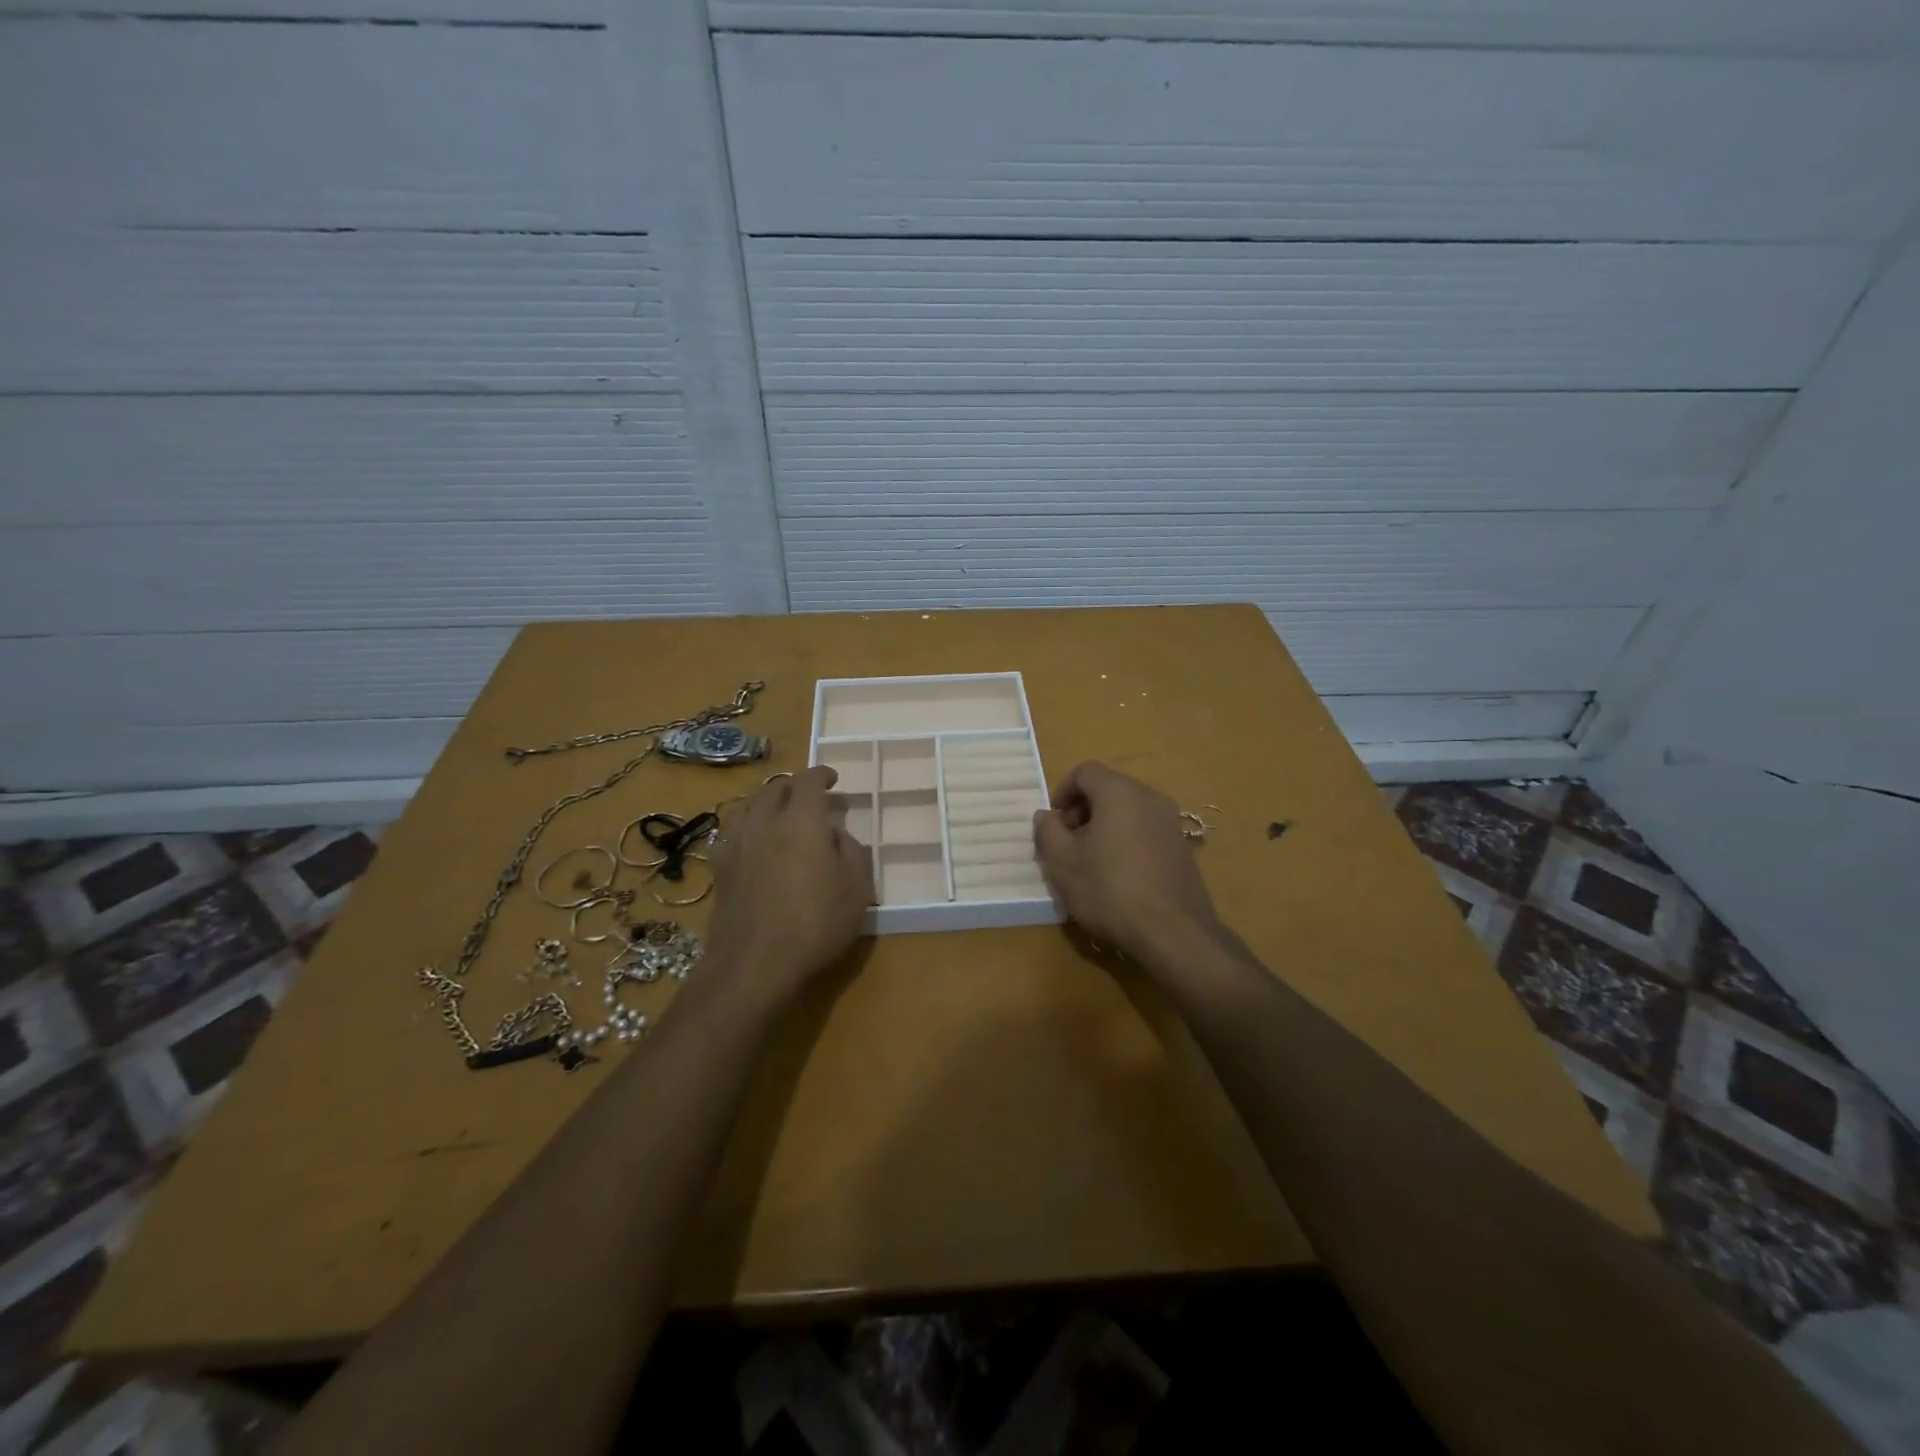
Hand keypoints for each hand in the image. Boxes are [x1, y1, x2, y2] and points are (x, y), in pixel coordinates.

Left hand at [706, 766, 874, 1001]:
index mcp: (801, 821)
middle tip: (810, 795)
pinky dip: (745, 823)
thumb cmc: (815, 924)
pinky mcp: (719, 868)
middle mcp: (765, 822)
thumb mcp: (856, 889)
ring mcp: (737, 843)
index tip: (832, 778)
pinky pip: (730, 830)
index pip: (808, 781)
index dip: (821, 775)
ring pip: (748, 804)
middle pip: (775, 788)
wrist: (754, 963)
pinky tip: (752, 837)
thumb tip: (837, 834)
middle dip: (794, 785)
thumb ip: (851, 851)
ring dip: (766, 799)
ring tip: (778, 809)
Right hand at [1032, 762, 1219, 960]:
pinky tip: (1119, 876)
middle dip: (1083, 810)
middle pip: (1109, 789)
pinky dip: (1127, 840)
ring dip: (1104, 826)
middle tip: (1068, 843)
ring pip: (1128, 810)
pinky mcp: (1183, 847)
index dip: (1062, 791)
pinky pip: (1146, 830)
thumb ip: (1048, 831)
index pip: (1085, 772)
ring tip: (1091, 862)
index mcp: (1119, 792)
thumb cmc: (1110, 890)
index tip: (1053, 823)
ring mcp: (1171, 822)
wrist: (1173, 932)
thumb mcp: (1063, 862)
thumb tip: (1045, 815)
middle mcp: (1150, 797)